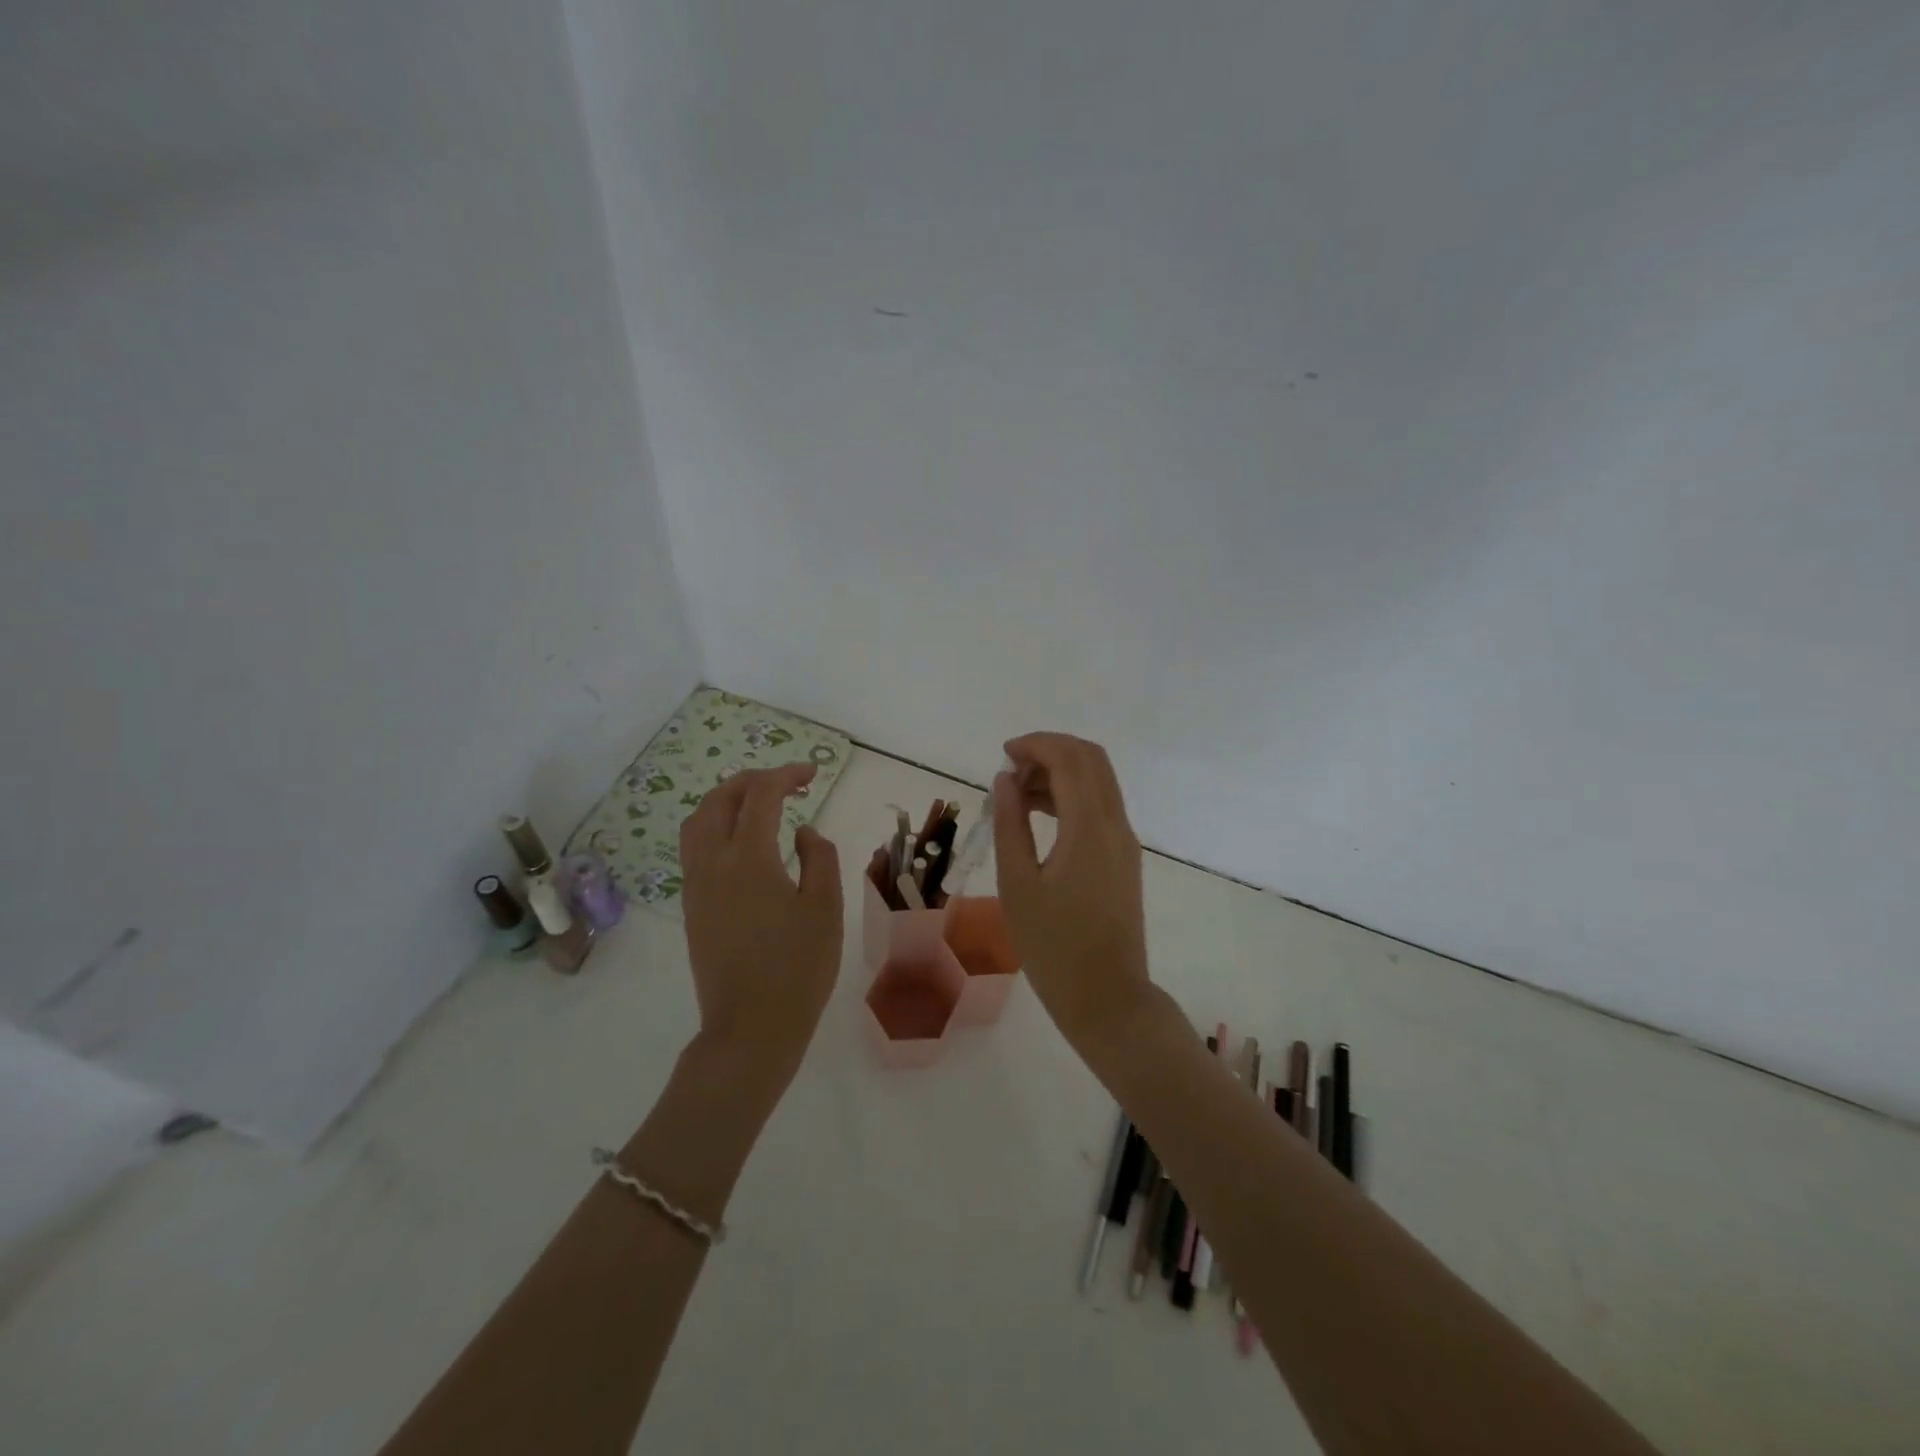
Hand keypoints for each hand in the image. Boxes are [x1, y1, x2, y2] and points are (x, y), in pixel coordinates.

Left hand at [679, 763, 842, 1079]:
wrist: (751, 1028)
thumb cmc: (799, 968)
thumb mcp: (826, 907)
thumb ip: (819, 857)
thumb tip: (802, 831)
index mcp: (749, 857)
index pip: (761, 795)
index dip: (787, 775)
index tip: (813, 774)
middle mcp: (713, 863)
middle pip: (719, 800)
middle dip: (752, 780)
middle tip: (786, 783)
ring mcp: (696, 885)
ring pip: (698, 822)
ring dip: (727, 800)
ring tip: (759, 804)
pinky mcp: (692, 906)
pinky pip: (694, 847)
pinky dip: (715, 826)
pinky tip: (742, 842)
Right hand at [991, 733, 1153, 1051]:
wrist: (1107, 999)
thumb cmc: (1053, 947)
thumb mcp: (1018, 885)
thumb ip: (1010, 824)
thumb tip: (1006, 780)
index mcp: (1089, 828)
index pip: (1070, 759)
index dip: (1036, 745)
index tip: (1003, 754)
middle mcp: (1116, 825)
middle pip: (1092, 760)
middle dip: (1051, 752)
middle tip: (1011, 771)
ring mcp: (1125, 842)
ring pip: (1098, 782)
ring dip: (1060, 773)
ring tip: (1016, 796)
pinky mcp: (1124, 859)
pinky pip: (1100, 807)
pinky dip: (1072, 797)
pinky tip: (1039, 816)